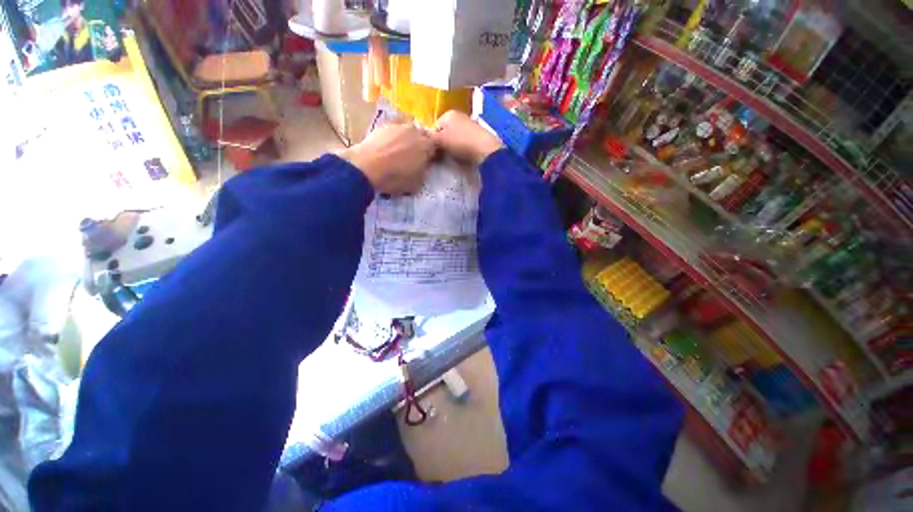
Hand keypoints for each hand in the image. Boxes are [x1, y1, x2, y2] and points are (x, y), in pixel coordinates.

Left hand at [340, 123, 434, 194]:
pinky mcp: (382, 126)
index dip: (433, 154)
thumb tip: (423, 166)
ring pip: (407, 132)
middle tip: (415, 157)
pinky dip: (393, 140)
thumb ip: (424, 171)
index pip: (436, 146)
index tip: (429, 162)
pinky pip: (393, 133)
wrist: (367, 167)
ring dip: (406, 141)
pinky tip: (387, 150)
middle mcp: (415, 131)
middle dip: (420, 144)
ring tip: (399, 154)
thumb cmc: (396, 177)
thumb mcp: (417, 182)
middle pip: (422, 136)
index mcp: (427, 145)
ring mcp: (398, 126)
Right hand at [432, 111, 503, 165]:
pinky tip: (464, 156)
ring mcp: (470, 125)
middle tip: (443, 156)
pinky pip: (465, 143)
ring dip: (453, 147)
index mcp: (449, 113)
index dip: (432, 141)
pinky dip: (463, 149)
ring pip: (455, 138)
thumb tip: (423, 140)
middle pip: (445, 132)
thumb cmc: (460, 142)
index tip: (434, 152)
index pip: (434, 127)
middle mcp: (459, 116)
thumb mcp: (440, 140)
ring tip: (454, 157)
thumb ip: (429, 139)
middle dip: (443, 144)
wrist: (485, 150)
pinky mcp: (478, 136)